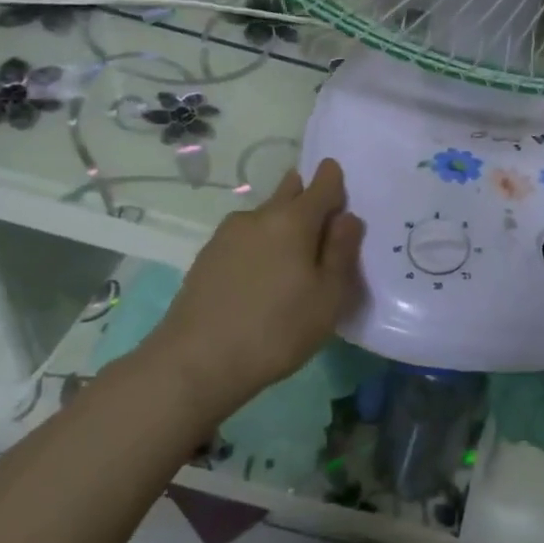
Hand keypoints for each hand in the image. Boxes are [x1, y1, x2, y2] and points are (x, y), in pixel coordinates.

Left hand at [137, 159, 364, 409]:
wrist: (195, 362)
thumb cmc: (276, 329)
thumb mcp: (328, 297)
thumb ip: (342, 252)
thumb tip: (347, 218)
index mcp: (293, 220)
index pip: (322, 184)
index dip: (335, 180)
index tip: (342, 186)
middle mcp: (258, 216)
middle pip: (289, 192)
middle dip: (306, 196)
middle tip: (322, 221)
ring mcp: (227, 235)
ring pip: (265, 217)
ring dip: (282, 224)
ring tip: (293, 256)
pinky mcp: (207, 257)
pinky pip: (245, 238)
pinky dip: (261, 245)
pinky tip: (262, 274)